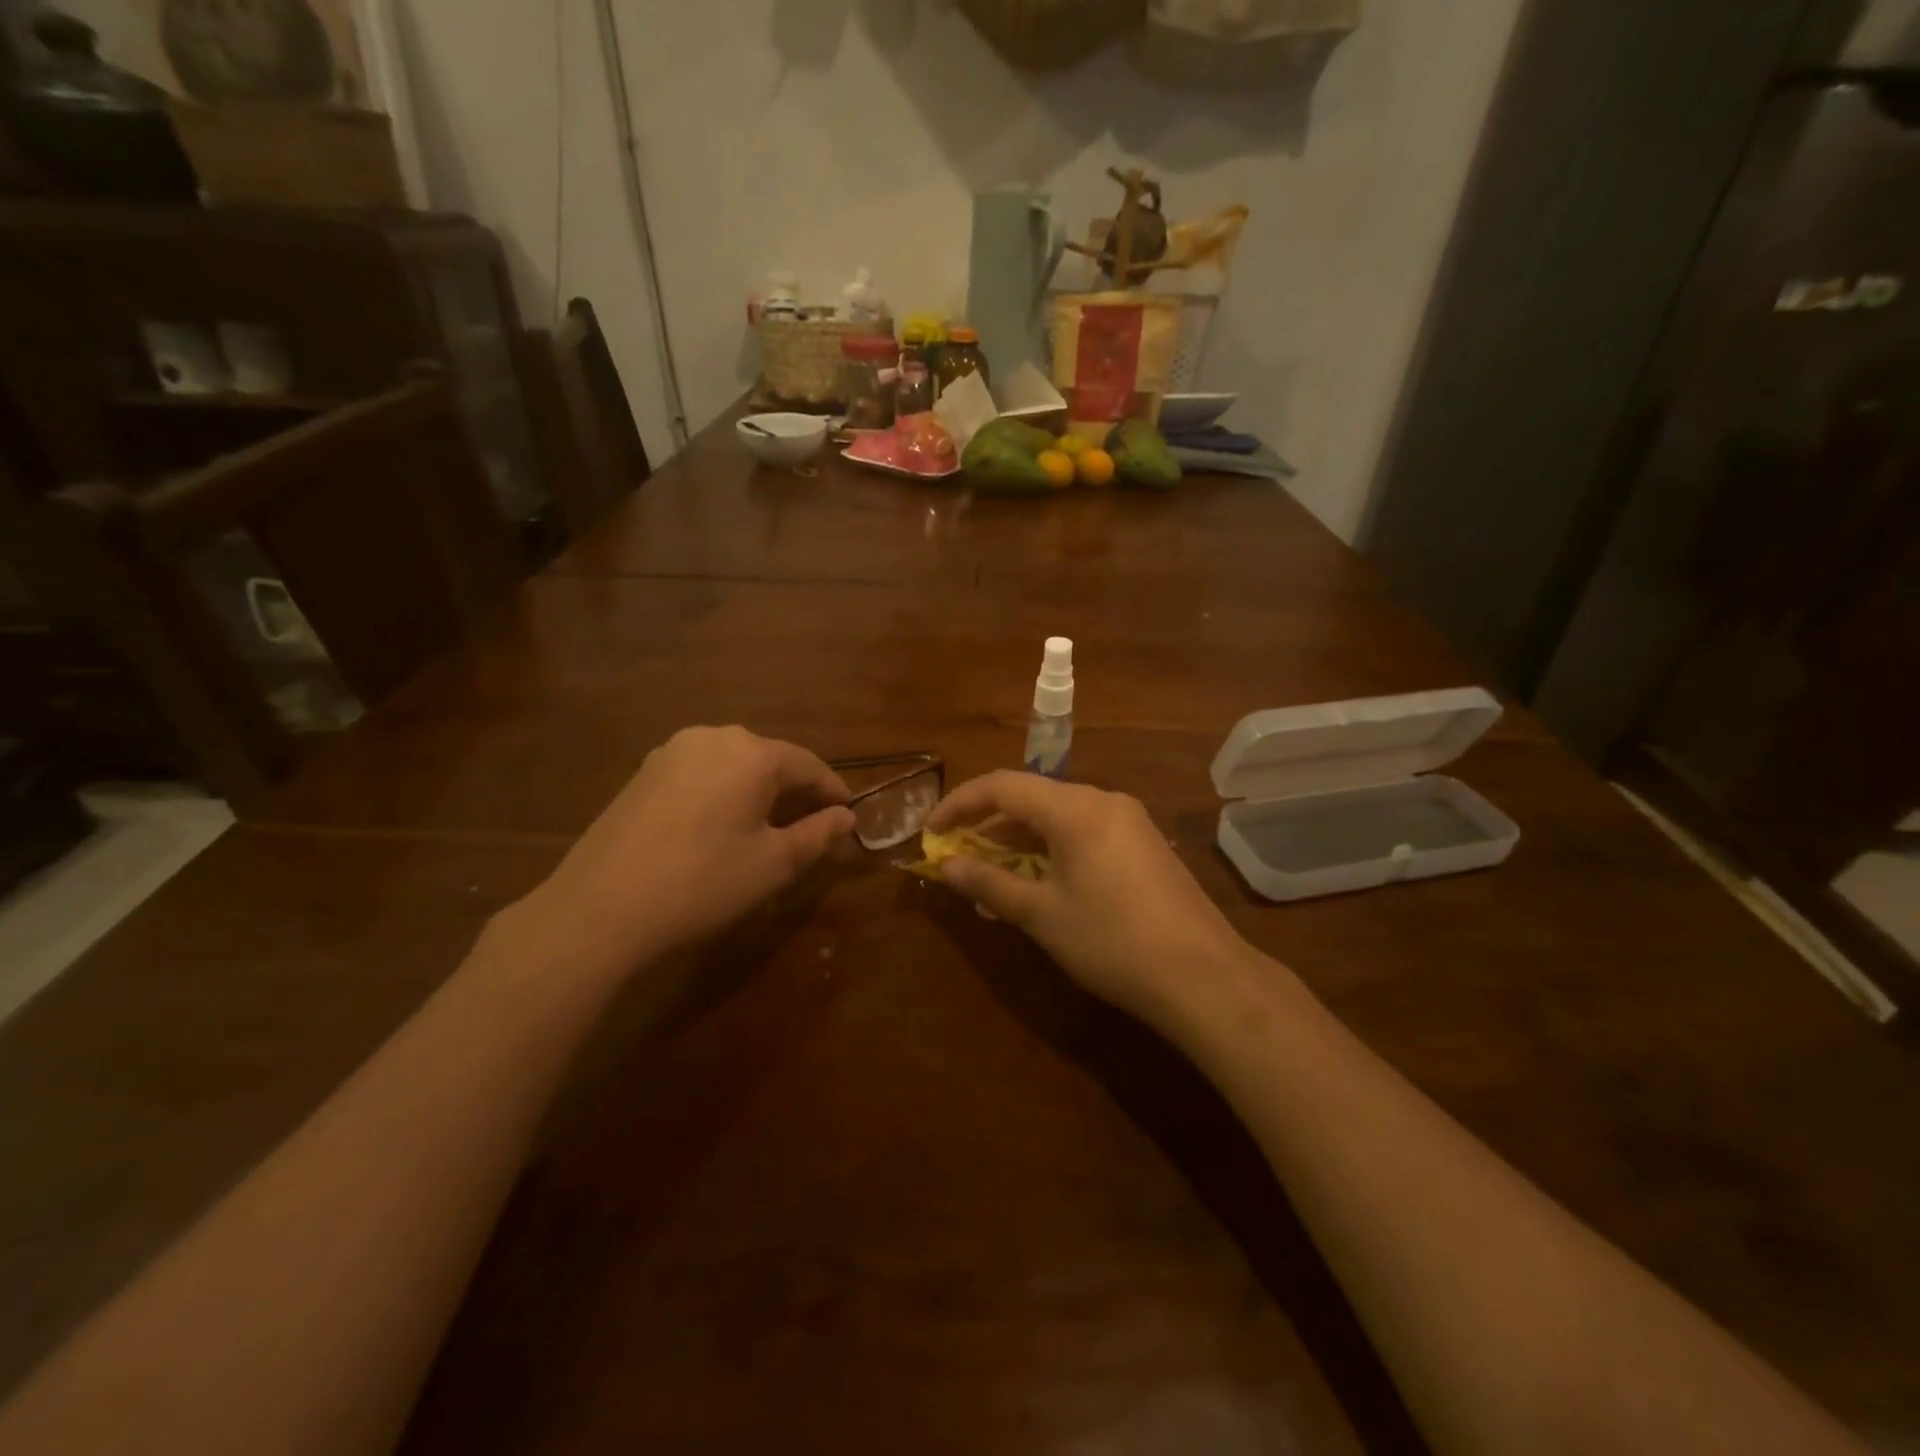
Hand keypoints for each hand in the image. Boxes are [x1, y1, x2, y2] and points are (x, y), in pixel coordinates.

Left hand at [523, 726, 854, 975]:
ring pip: (734, 766)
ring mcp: (672, 752)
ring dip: (758, 792)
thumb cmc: (704, 883)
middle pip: (770, 760)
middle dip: (795, 791)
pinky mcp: (644, 773)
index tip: (848, 815)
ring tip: (768, 829)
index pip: (809, 764)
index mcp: (752, 752)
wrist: (600, 910)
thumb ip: (818, 834)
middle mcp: (713, 737)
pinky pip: (701, 774)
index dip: (833, 791)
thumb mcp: (775, 864)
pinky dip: (723, 794)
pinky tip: (721, 827)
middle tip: (811, 827)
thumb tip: (845, 817)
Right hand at [926, 772, 1250, 1026]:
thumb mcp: (1041, 915)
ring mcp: (1129, 819)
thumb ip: (989, 884)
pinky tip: (1041, 874)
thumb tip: (945, 866)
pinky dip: (1052, 843)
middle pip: (1031, 795)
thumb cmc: (1111, 942)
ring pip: (1059, 812)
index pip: (1002, 786)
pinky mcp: (1145, 842)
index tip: (932, 830)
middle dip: (988, 820)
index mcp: (1074, 809)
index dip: (960, 803)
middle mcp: (1103, 800)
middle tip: (957, 851)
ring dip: (1020, 834)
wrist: (1202, 975)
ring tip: (991, 866)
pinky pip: (1084, 828)